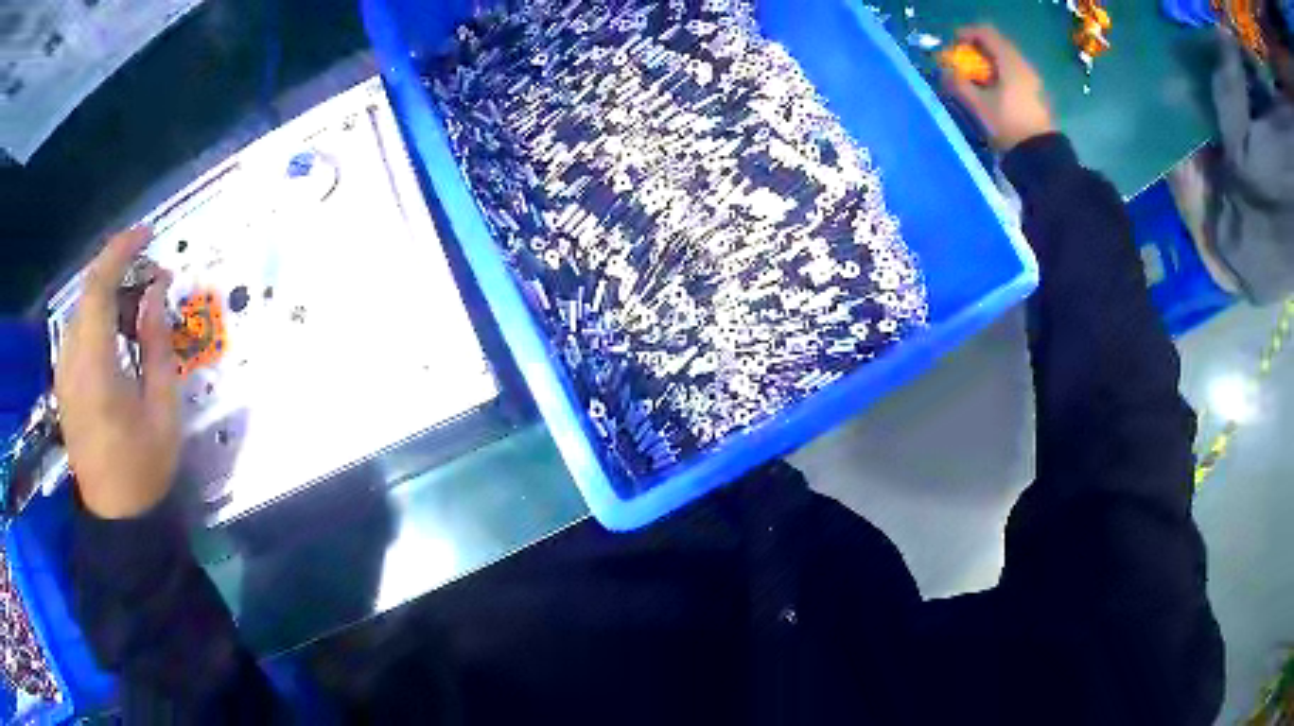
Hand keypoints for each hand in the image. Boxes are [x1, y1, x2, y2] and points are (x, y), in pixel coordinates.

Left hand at [56, 228, 181, 519]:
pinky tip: (117, 333)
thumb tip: (156, 290)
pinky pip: (77, 330)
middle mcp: (72, 360)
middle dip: (118, 269)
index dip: (121, 249)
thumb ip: (157, 344)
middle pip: (88, 290)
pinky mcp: (63, 382)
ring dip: (108, 293)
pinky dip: (98, 316)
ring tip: (137, 305)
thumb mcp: (162, 408)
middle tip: (150, 276)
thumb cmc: (144, 468)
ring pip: (81, 308)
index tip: (148, 234)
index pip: (99, 285)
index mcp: (95, 366)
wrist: (117, 518)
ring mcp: (64, 371)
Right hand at [944, 25, 1054, 151]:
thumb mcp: (978, 105)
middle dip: (977, 49)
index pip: (985, 33)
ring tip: (975, 79)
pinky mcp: (1035, 94)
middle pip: (996, 44)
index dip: (966, 34)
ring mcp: (1031, 79)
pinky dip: (999, 74)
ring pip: (1005, 60)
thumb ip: (958, 83)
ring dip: (988, 63)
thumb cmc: (1007, 125)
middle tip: (963, 61)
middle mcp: (1022, 64)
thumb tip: (945, 71)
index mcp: (1009, 61)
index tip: (953, 45)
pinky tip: (992, 91)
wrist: (1039, 155)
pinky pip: (1013, 73)